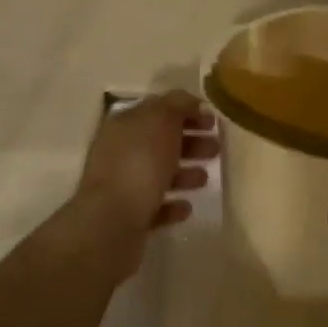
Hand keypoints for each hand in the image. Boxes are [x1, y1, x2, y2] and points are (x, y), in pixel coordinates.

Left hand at [72, 91, 215, 273]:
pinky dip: (173, 204)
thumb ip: (178, 105)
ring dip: (185, 173)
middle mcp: (120, 151)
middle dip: (191, 142)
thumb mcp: (161, 120)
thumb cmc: (139, 163)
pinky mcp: (128, 217)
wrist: (110, 223)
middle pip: (161, 141)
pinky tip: (186, 207)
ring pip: (159, 173)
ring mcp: (122, 185)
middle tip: (216, 148)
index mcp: (125, 124)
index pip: (159, 109)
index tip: (213, 120)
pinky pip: (155, 206)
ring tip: (205, 179)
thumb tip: (191, 103)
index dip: (187, 111)